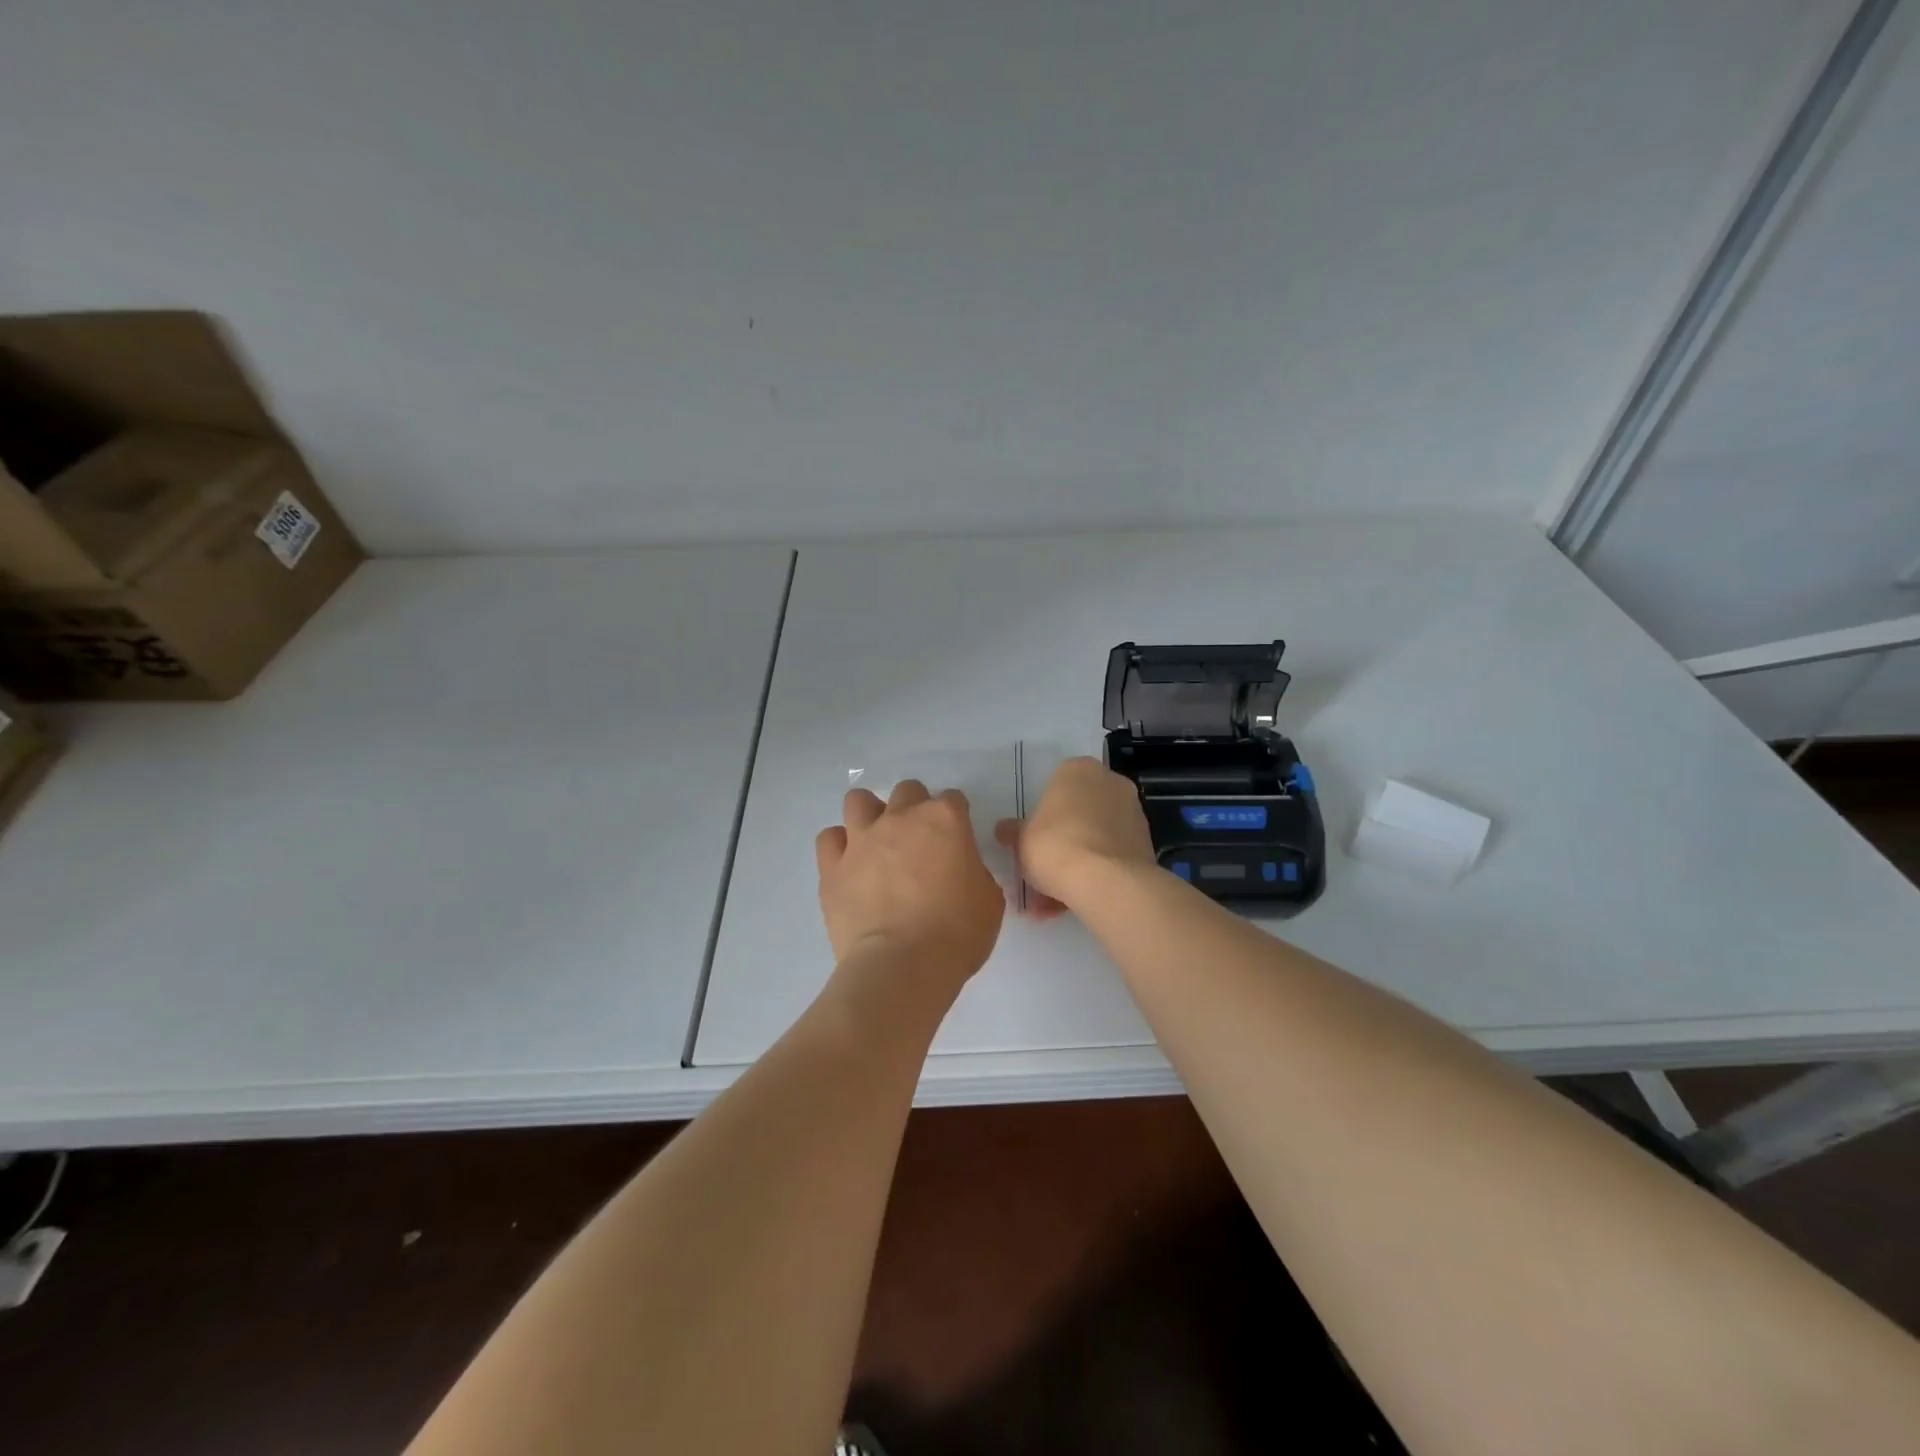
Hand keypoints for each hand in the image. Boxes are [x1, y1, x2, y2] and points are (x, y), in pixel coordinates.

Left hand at [815, 780, 1005, 985]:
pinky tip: (849, 865)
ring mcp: (862, 839)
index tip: (957, 842)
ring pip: (859, 800)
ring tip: (878, 842)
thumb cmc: (957, 934)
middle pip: (907, 791)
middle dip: (915, 808)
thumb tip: (960, 870)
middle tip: (919, 842)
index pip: (954, 800)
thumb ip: (974, 872)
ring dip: (871, 815)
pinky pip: (829, 838)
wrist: (902, 966)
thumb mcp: (989, 900)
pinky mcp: (832, 866)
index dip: (957, 819)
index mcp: (945, 820)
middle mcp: (901, 818)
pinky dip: (839, 846)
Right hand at [995, 756, 1156, 916]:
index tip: (1031, 842)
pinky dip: (1095, 875)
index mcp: (1078, 770)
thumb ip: (1014, 832)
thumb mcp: (1021, 839)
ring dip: (1076, 864)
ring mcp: (1133, 813)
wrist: (1106, 881)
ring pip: (1095, 838)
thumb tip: (1004, 830)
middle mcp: (1110, 783)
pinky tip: (1072, 904)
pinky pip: (1111, 857)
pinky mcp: (1145, 844)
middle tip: (1040, 871)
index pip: (1056, 786)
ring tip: (1051, 903)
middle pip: (1078, 813)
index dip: (1041, 817)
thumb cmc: (1055, 846)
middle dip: (1060, 842)